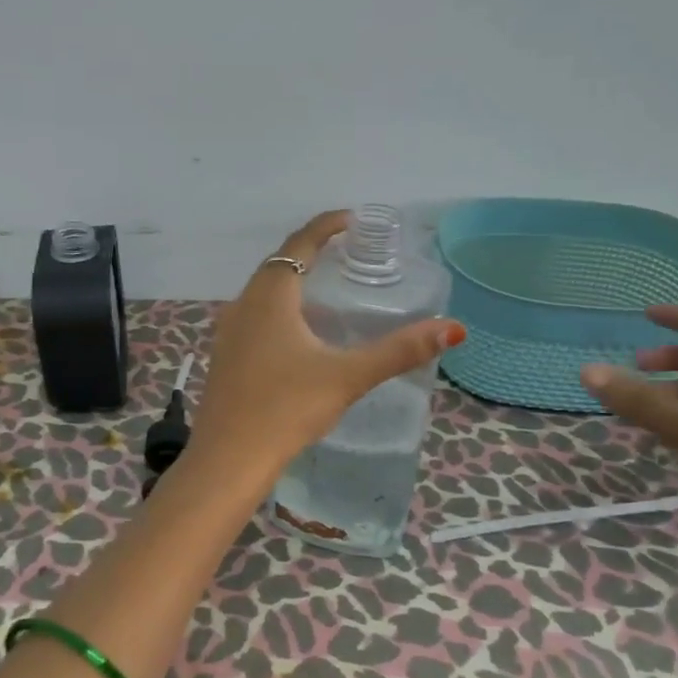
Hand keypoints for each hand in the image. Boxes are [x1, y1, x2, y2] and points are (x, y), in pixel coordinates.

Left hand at [190, 211, 464, 477]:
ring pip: (263, 292)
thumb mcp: (347, 377)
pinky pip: (254, 316)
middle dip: (311, 251)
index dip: (325, 226)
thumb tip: (452, 328)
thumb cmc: (286, 408)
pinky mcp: (224, 357)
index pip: (298, 244)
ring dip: (292, 281)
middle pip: (278, 264)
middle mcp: (243, 305)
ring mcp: (228, 332)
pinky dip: (279, 309)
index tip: (352, 219)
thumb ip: (398, 351)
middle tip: (346, 252)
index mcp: (270, 297)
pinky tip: (296, 333)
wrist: (227, 458)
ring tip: (326, 287)